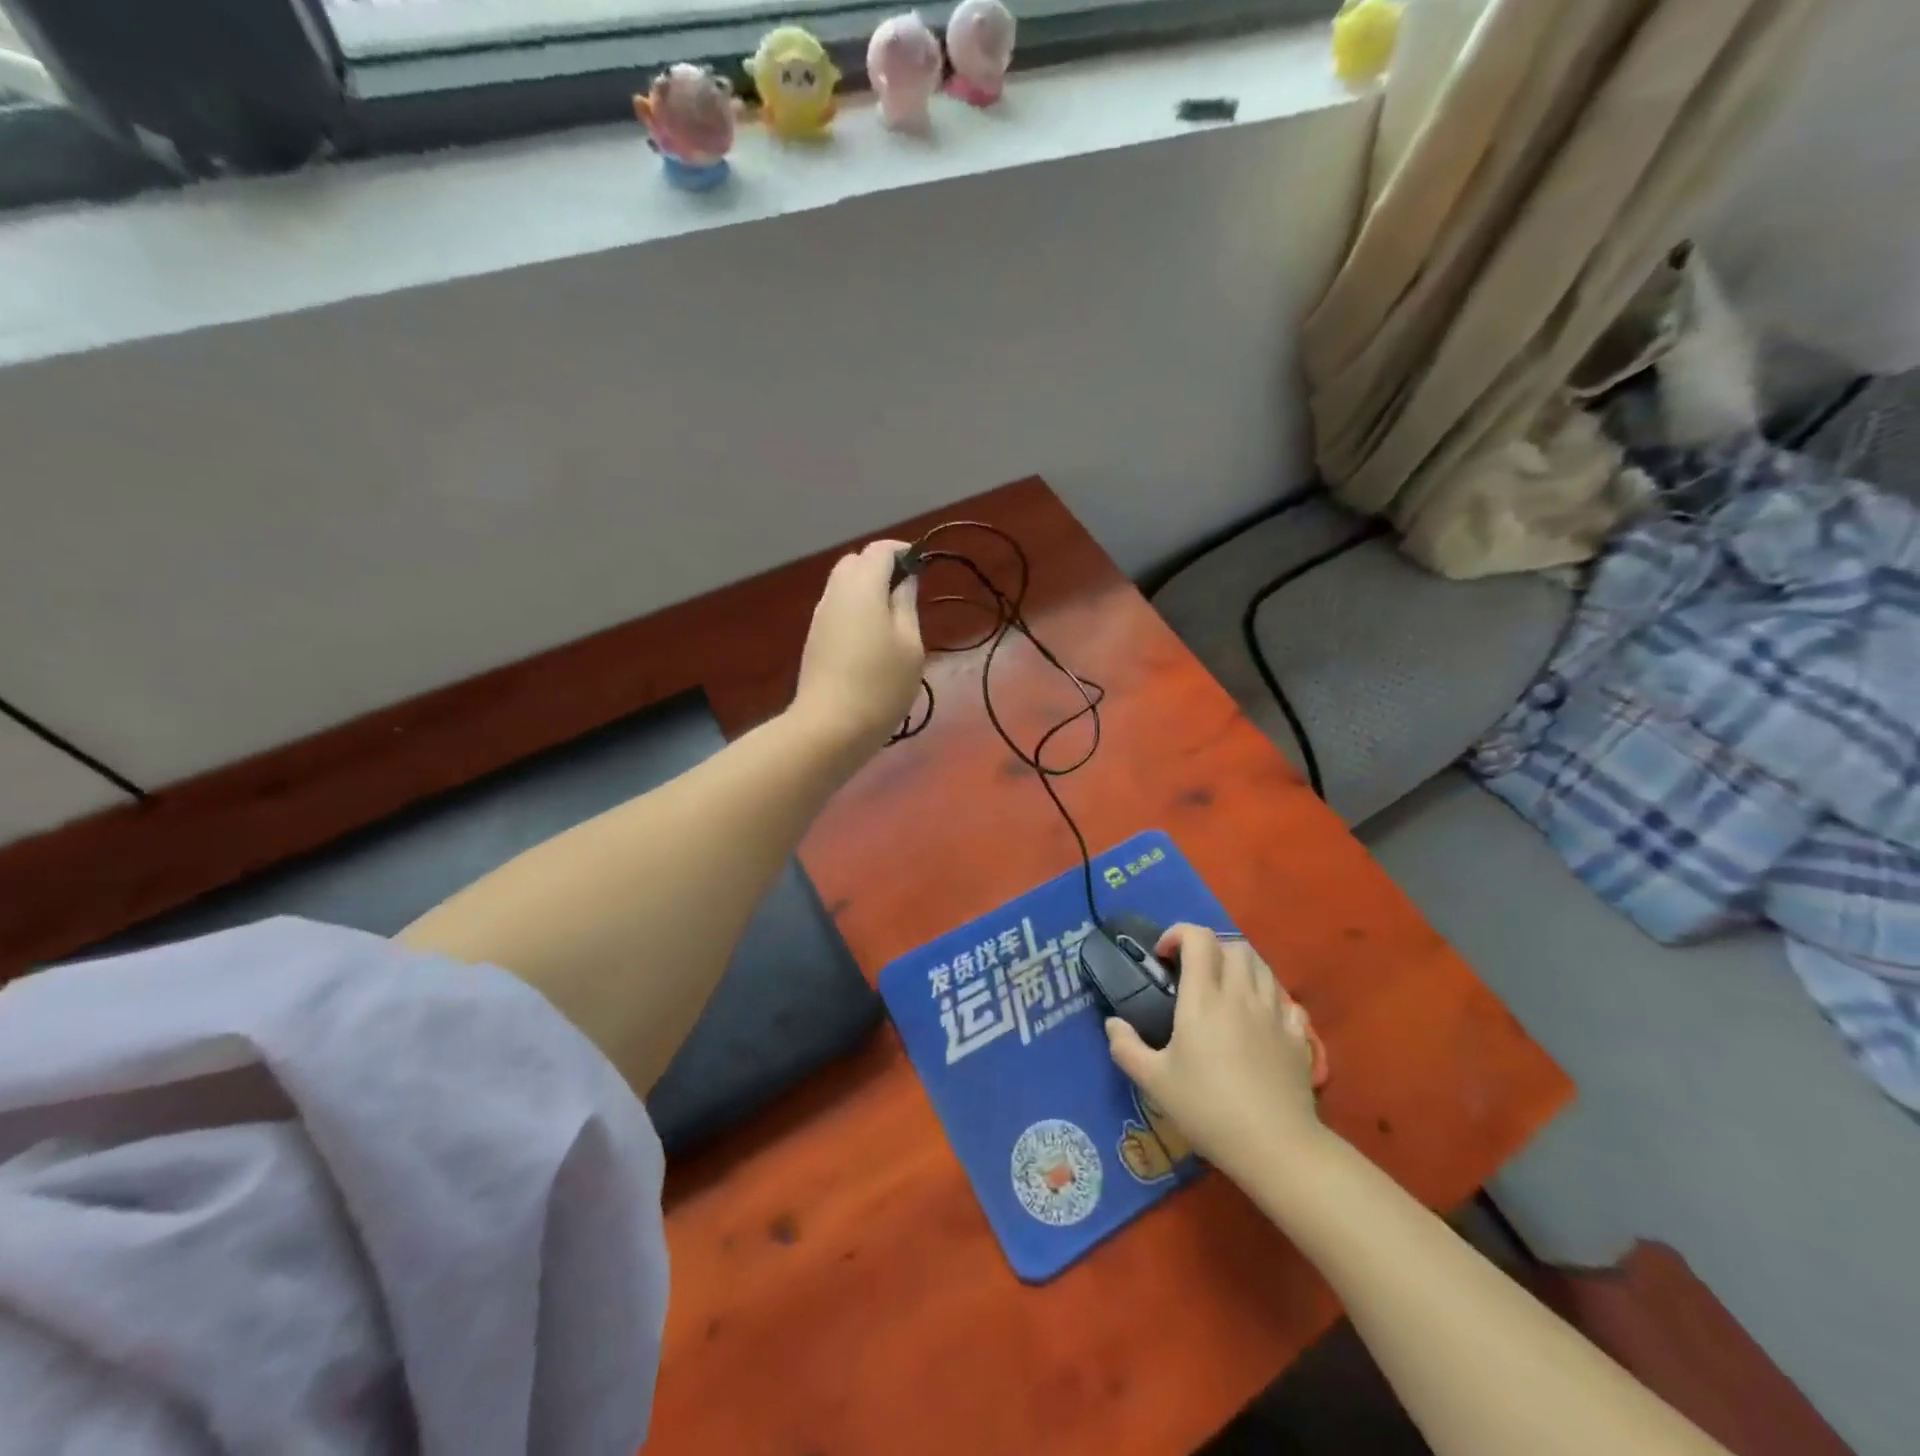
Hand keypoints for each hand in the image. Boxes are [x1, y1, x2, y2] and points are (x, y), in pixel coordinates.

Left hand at [792, 539, 925, 754]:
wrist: (830, 726)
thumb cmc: (881, 684)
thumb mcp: (909, 644)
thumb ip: (906, 604)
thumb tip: (905, 579)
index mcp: (862, 586)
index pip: (880, 549)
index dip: (902, 552)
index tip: (921, 569)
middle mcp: (836, 592)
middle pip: (856, 562)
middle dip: (881, 568)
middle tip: (907, 594)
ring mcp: (821, 615)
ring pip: (844, 584)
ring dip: (868, 589)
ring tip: (893, 619)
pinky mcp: (815, 637)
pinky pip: (838, 607)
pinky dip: (856, 608)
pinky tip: (872, 639)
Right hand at [1104, 924, 1322, 1183]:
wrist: (1275, 1146)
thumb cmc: (1208, 1109)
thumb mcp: (1154, 1082)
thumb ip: (1126, 1047)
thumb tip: (1112, 1024)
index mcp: (1204, 998)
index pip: (1198, 938)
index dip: (1178, 934)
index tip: (1163, 956)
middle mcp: (1240, 995)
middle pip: (1232, 945)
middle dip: (1210, 948)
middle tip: (1192, 972)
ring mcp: (1274, 1013)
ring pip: (1261, 965)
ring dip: (1240, 965)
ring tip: (1224, 988)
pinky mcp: (1297, 1035)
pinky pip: (1285, 999)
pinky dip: (1269, 996)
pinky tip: (1258, 1017)